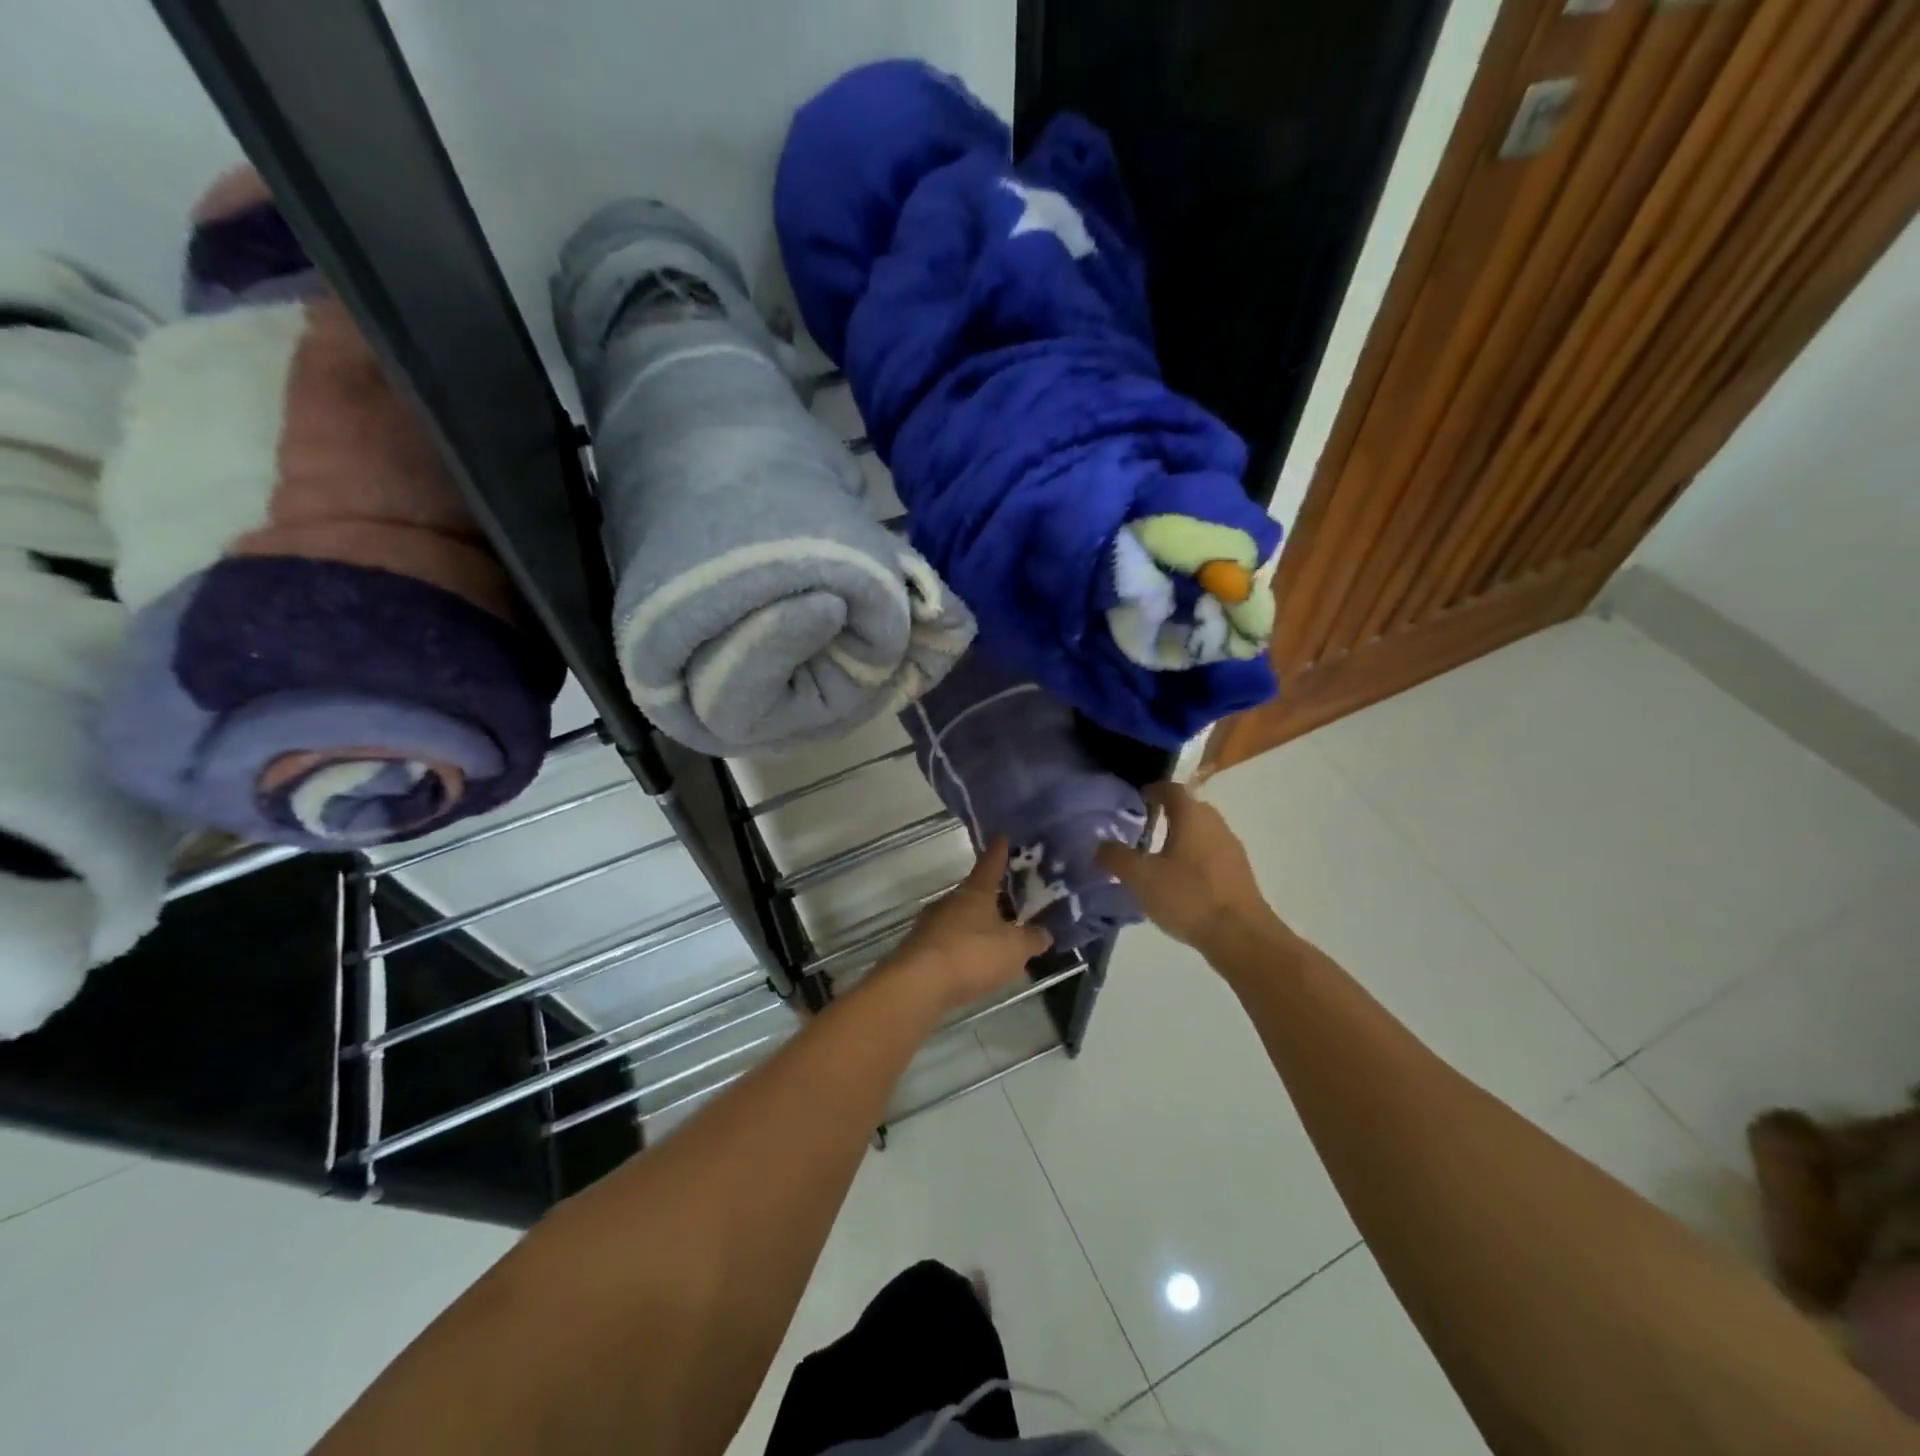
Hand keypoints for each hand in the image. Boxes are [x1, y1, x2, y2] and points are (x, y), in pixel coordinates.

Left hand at [889, 838, 1051, 1010]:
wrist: (919, 983)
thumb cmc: (972, 954)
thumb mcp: (1015, 949)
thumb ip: (1032, 939)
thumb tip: (1044, 933)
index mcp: (976, 891)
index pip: (991, 863)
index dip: (1000, 851)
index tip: (1003, 837)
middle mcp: (951, 900)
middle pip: (975, 892)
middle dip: (993, 897)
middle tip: (1013, 903)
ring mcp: (932, 923)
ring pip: (961, 917)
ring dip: (977, 924)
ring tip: (997, 938)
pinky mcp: (921, 948)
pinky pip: (950, 940)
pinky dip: (964, 947)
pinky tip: (974, 962)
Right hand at [1096, 782, 1279, 957]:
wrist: (1241, 936)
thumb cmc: (1188, 897)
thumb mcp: (1142, 878)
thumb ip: (1117, 857)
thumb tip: (1100, 844)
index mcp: (1192, 816)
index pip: (1171, 789)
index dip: (1152, 791)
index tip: (1135, 801)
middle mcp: (1215, 824)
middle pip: (1189, 809)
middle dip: (1166, 814)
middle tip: (1141, 829)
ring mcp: (1231, 848)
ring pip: (1201, 832)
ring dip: (1181, 837)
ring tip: (1157, 857)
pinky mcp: (1239, 873)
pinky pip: (1211, 853)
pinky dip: (1194, 857)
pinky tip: (1180, 881)